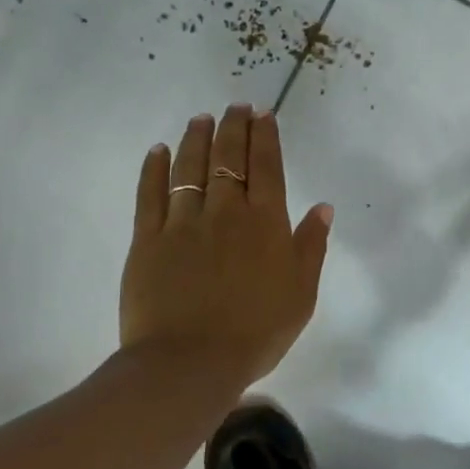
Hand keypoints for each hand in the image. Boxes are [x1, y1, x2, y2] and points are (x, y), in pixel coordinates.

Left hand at [120, 105, 331, 389]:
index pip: (267, 168)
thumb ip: (311, 246)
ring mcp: (183, 224)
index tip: (264, 114)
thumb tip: (322, 207)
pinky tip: (158, 151)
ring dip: (197, 139)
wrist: (190, 363)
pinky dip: (154, 170)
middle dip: (234, 127)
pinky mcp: (147, 241)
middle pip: (229, 159)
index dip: (266, 137)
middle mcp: (225, 212)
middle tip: (236, 106)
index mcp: (265, 223)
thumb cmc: (256, 332)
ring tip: (201, 118)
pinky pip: (150, 196)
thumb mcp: (301, 293)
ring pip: (190, 169)